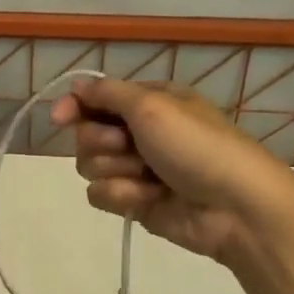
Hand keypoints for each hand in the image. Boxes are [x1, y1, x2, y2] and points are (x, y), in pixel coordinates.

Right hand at [50, 77, 293, 263]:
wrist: (234, 206)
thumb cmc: (196, 146)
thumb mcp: (152, 106)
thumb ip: (107, 93)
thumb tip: (75, 86)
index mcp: (147, 102)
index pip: (94, 99)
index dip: (74, 107)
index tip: (59, 118)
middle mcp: (138, 132)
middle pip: (86, 135)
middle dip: (103, 143)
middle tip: (131, 147)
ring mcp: (135, 169)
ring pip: (89, 167)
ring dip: (116, 171)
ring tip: (149, 178)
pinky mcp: (134, 201)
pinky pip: (101, 195)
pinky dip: (122, 196)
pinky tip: (149, 199)